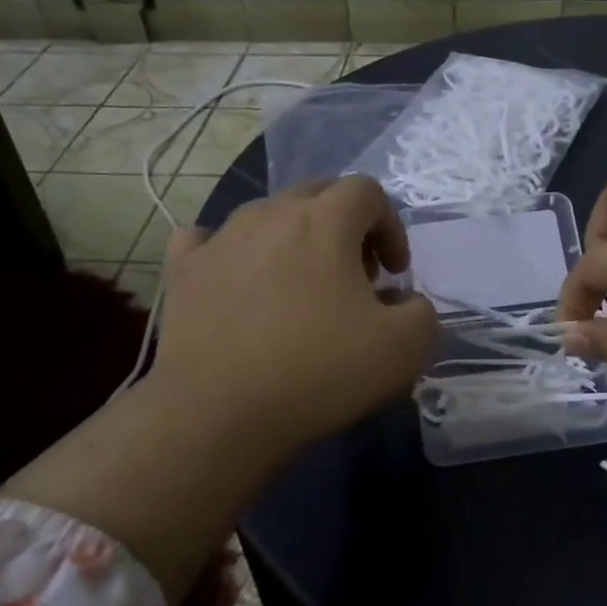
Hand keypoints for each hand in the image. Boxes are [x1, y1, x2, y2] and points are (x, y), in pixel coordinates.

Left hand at [153, 176, 441, 459]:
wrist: (218, 413)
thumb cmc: (318, 371)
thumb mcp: (405, 349)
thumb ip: (422, 312)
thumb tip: (403, 301)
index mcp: (325, 221)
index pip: (367, 192)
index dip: (390, 226)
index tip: (393, 273)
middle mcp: (270, 214)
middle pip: (317, 195)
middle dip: (345, 227)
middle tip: (354, 279)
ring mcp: (220, 239)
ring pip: (266, 217)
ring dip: (293, 241)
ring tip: (299, 290)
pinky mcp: (184, 271)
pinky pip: (208, 241)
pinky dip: (231, 254)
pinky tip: (237, 283)